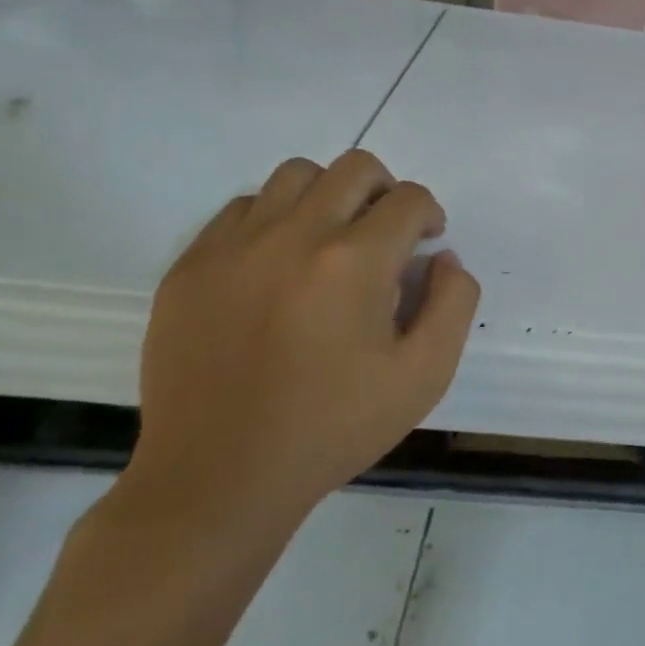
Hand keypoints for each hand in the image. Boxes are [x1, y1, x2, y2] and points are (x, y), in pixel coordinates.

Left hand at [130, 150, 479, 533]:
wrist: (220, 478)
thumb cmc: (334, 427)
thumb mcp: (425, 375)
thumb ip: (454, 303)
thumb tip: (442, 258)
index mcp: (355, 261)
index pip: (408, 198)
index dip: (429, 215)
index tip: (425, 244)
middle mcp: (294, 235)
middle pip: (354, 168)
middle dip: (386, 191)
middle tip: (386, 235)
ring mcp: (233, 246)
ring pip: (294, 176)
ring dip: (328, 196)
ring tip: (331, 242)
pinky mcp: (190, 266)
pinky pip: (241, 209)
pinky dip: (273, 219)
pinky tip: (278, 266)